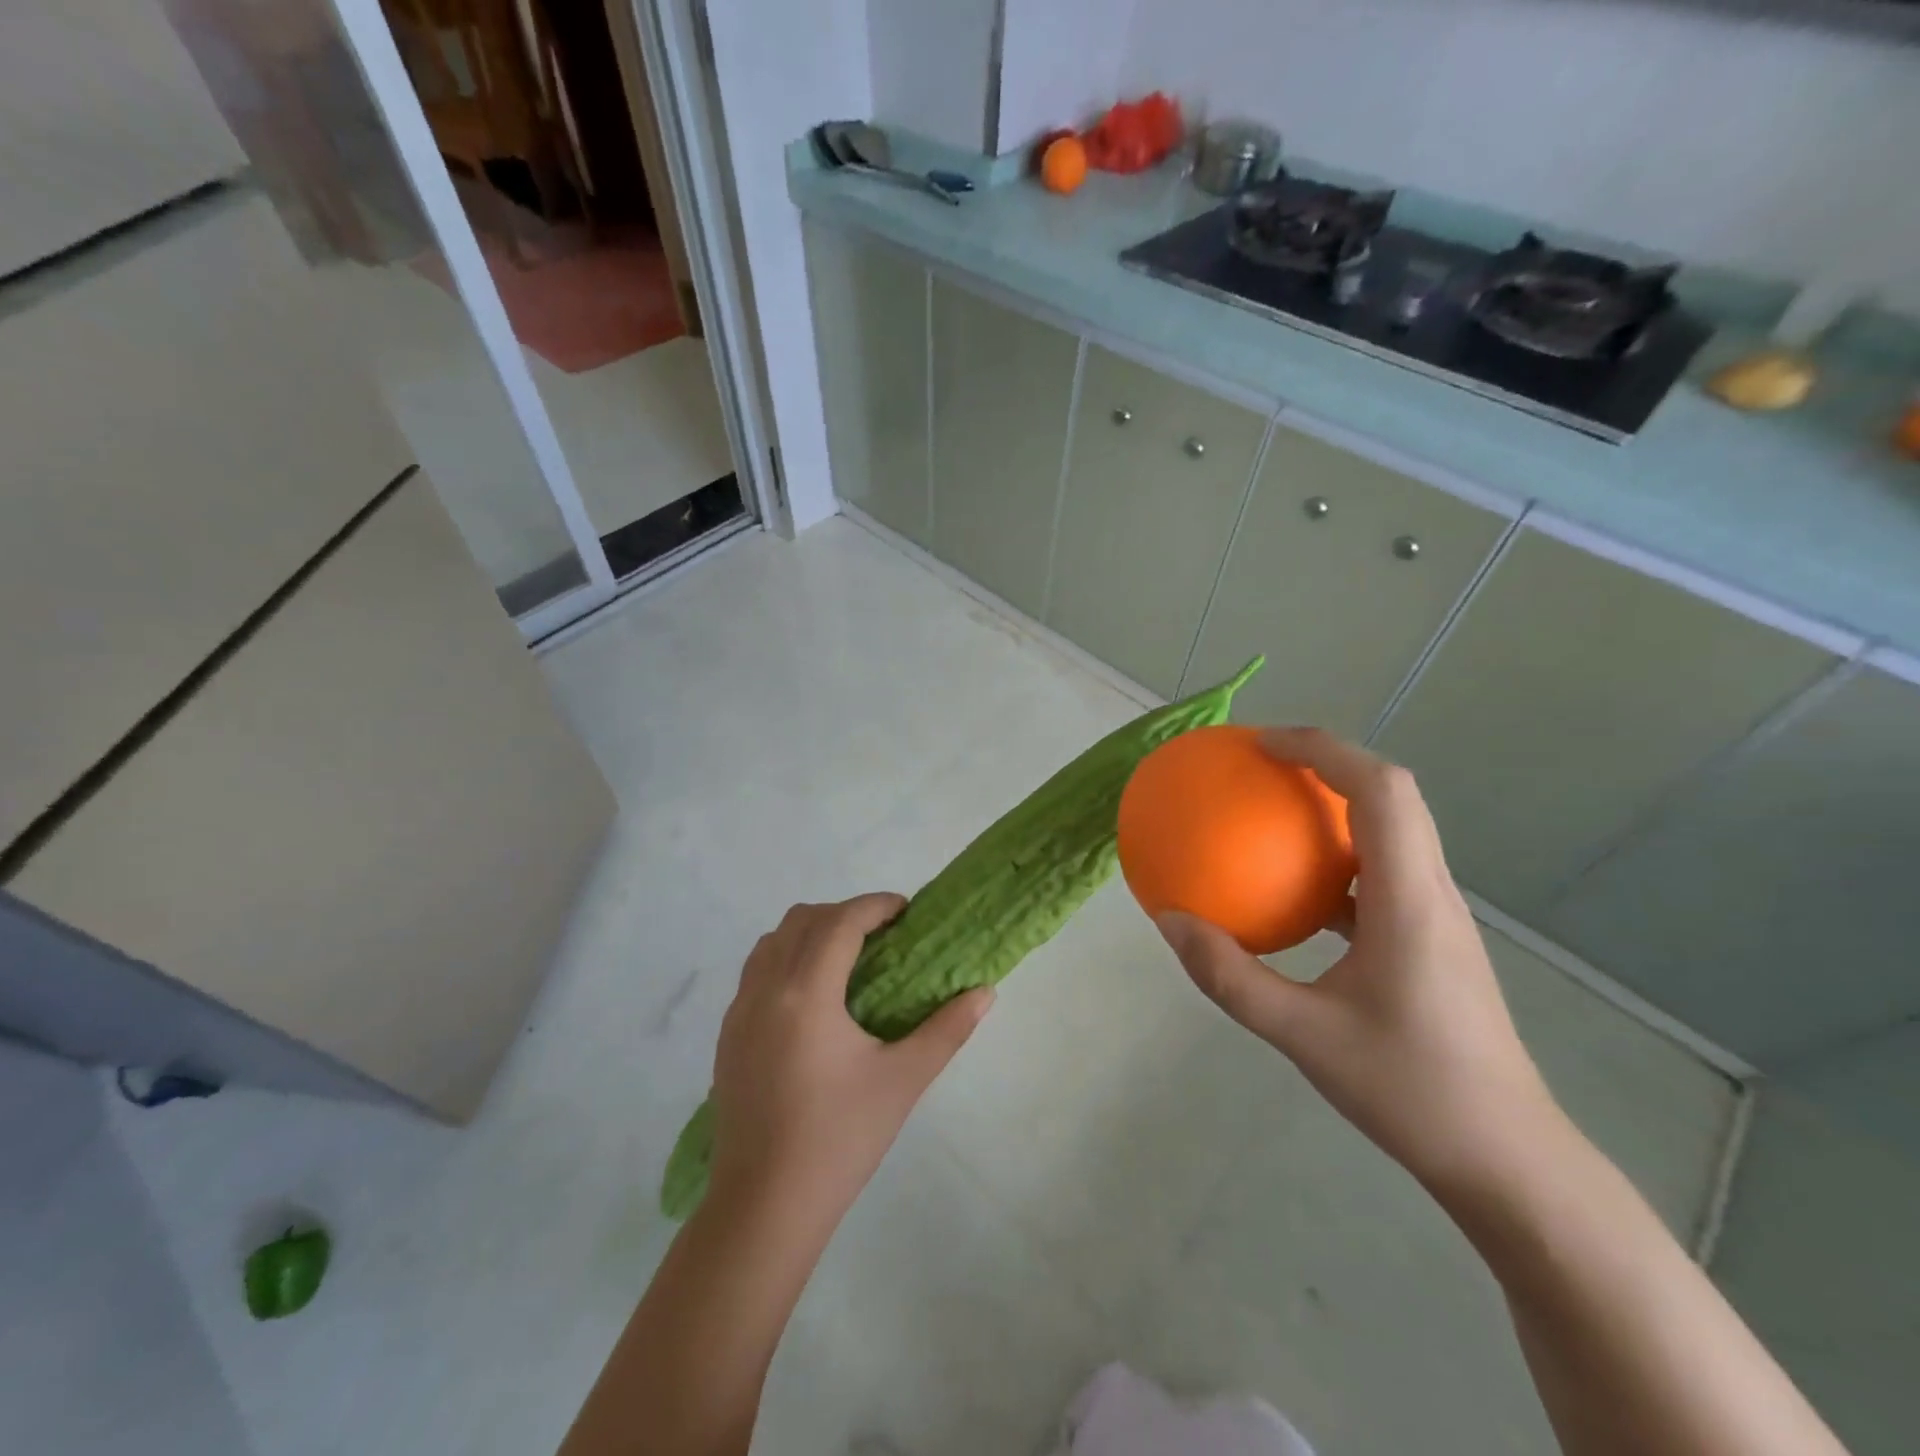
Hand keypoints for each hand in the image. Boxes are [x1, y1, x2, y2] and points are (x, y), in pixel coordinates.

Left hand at [708, 895, 992, 1227]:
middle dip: (844, 914)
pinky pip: (756, 972)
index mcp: (806, 994)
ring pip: (772, 941)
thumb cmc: (839, 1140)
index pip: (840, 922)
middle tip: (882, 937)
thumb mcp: (903, 1081)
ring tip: (848, 961)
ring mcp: (738, 1012)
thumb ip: (948, 1029)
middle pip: (802, 919)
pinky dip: (787, 959)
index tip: (906, 911)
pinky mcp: (727, 1036)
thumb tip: (985, 992)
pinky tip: (814, 1000)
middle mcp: (765, 990)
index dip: (875, 905)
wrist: (763, 1208)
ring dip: (811, 933)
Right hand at [1155, 728, 1563, 1199]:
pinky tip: (1293, 890)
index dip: (1322, 749)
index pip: (1379, 790)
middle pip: (1392, 794)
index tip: (1261, 744)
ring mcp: (1436, 915)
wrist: (1507, 1160)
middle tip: (1261, 764)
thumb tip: (1169, 921)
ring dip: (1335, 804)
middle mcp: (1431, 891)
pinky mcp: (1431, 938)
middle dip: (1327, 761)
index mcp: (1409, 899)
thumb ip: (1229, 977)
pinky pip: (1380, 871)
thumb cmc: (1410, 1090)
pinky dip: (1335, 857)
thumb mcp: (1301, 1035)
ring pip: (1391, 829)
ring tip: (1271, 812)